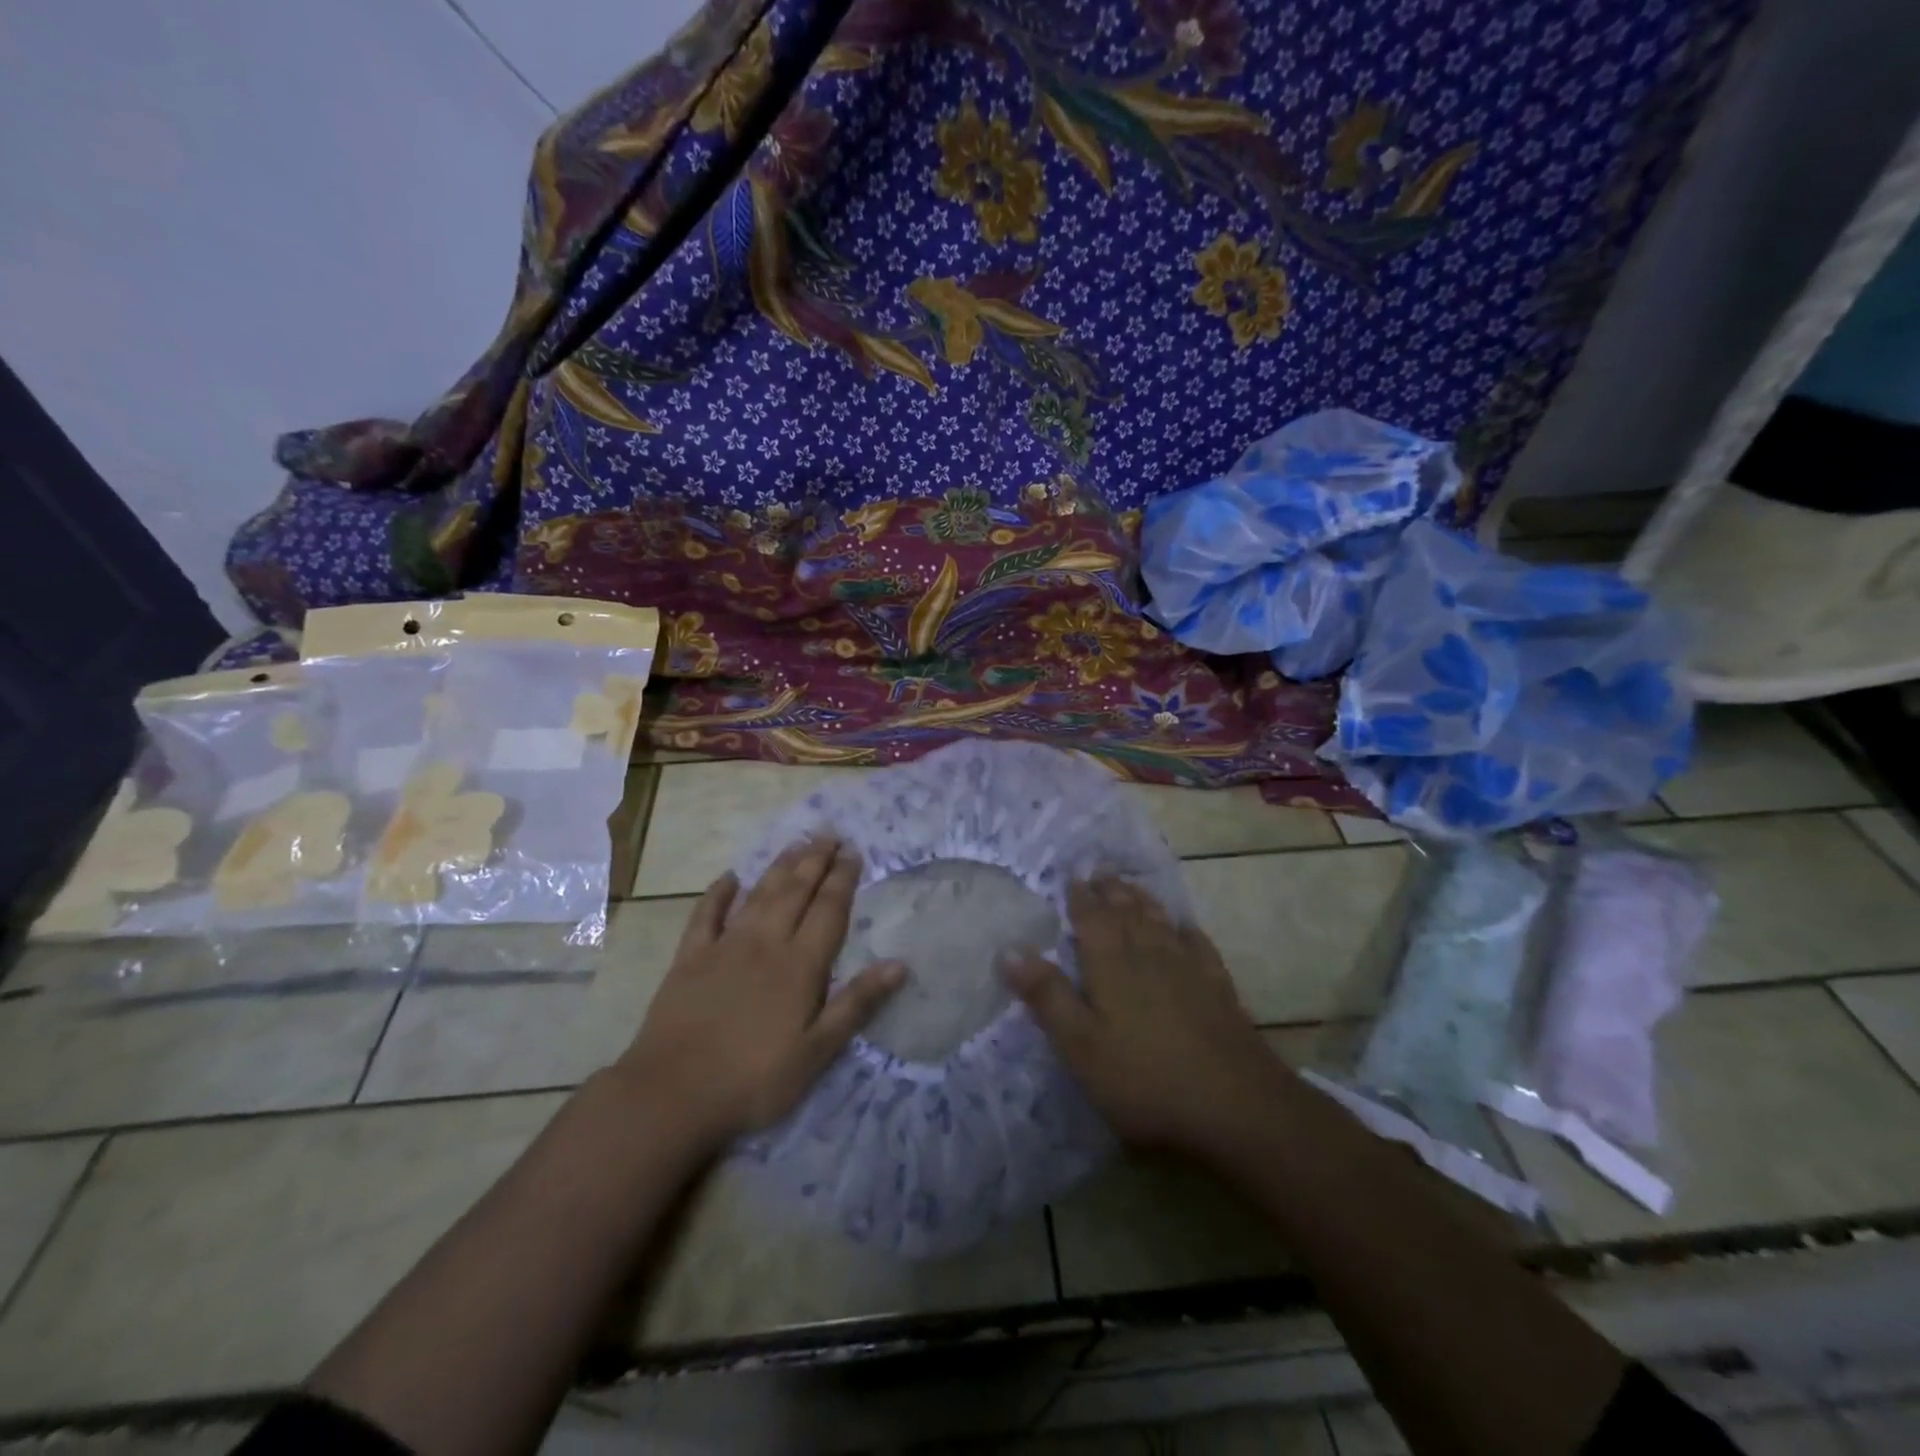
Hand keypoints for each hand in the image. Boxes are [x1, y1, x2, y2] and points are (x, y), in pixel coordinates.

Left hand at [618, 836, 903, 1149]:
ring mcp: (724, 947)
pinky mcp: (690, 959)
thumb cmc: (754, 1080)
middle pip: (795, 892)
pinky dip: (718, 894)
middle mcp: (765, 944)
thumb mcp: (817, 1052)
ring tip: (796, 843)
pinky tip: (728, 878)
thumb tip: (899, 964)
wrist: (672, 1094)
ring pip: (758, 895)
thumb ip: (856, 1004)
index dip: (842, 879)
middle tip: (830, 834)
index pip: (828, 911)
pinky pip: (706, 915)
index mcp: (800, 965)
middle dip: (815, 861)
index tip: (853, 852)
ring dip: (779, 867)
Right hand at [1000, 875, 1283, 1160]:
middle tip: (1101, 870)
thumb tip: (1009, 949)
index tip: (1073, 876)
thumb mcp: (1081, 1046)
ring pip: (1160, 923)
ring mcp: (1188, 971)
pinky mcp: (1218, 990)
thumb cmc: (1145, 1080)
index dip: (1081, 898)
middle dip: (1111, 891)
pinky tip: (1185, 928)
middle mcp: (1149, 956)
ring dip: (1143, 902)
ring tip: (1132, 887)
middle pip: (1127, 914)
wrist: (1235, 1106)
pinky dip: (1186, 930)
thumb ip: (1047, 996)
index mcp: (1112, 967)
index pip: (1092, 920)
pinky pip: (1198, 946)